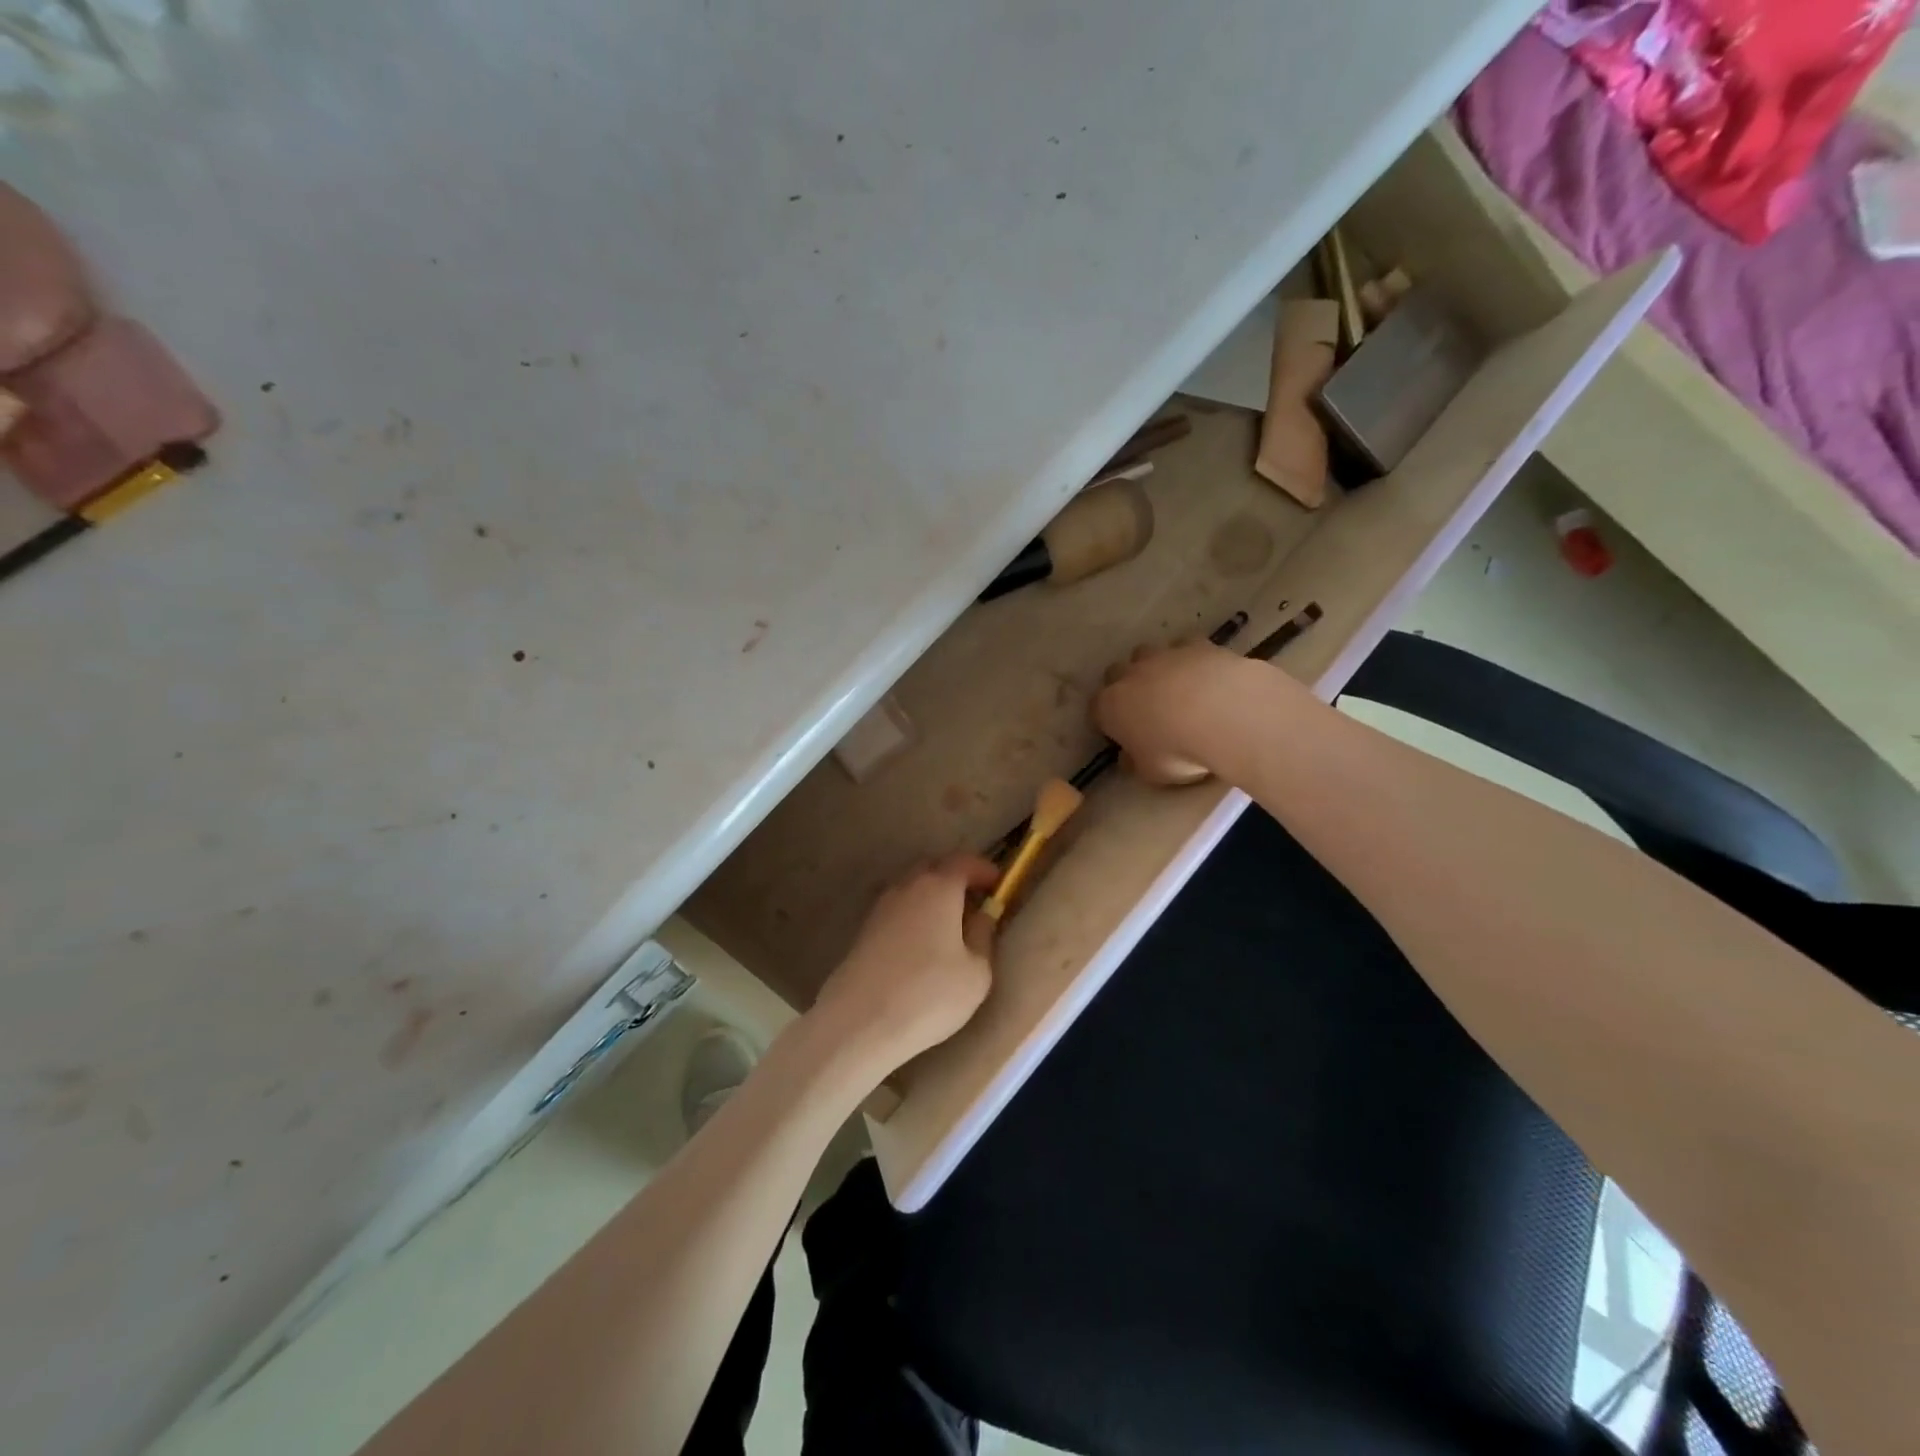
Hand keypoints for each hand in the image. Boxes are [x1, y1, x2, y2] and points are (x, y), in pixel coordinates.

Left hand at [809, 854, 998, 1072]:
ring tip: (951, 929)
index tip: (1000, 887)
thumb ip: (983, 936)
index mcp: (938, 887)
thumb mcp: (976, 973)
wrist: (859, 1023)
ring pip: (913, 890)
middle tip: (976, 904)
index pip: (965, 862)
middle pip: (935, 869)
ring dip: (933, 900)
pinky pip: (899, 911)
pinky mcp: (864, 931)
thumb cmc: (928, 994)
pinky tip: (923, 947)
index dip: (985, 871)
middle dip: (957, 880)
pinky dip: (915, 917)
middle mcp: (907, 886)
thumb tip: (982, 916)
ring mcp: (881, 907)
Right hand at [1093, 641, 1263, 784]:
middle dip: (1125, 686)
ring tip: (1175, 688)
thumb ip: (1135, 762)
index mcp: (1110, 707)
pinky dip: (1189, 657)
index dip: (1107, 721)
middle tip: (1145, 708)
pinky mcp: (1195, 644)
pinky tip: (1204, 673)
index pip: (1096, 710)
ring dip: (1153, 667)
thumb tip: (1128, 758)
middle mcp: (1129, 675)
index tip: (1122, 735)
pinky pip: (1184, 645)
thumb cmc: (1179, 751)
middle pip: (1115, 673)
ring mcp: (1161, 656)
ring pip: (1146, 653)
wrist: (1225, 714)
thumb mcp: (1152, 772)